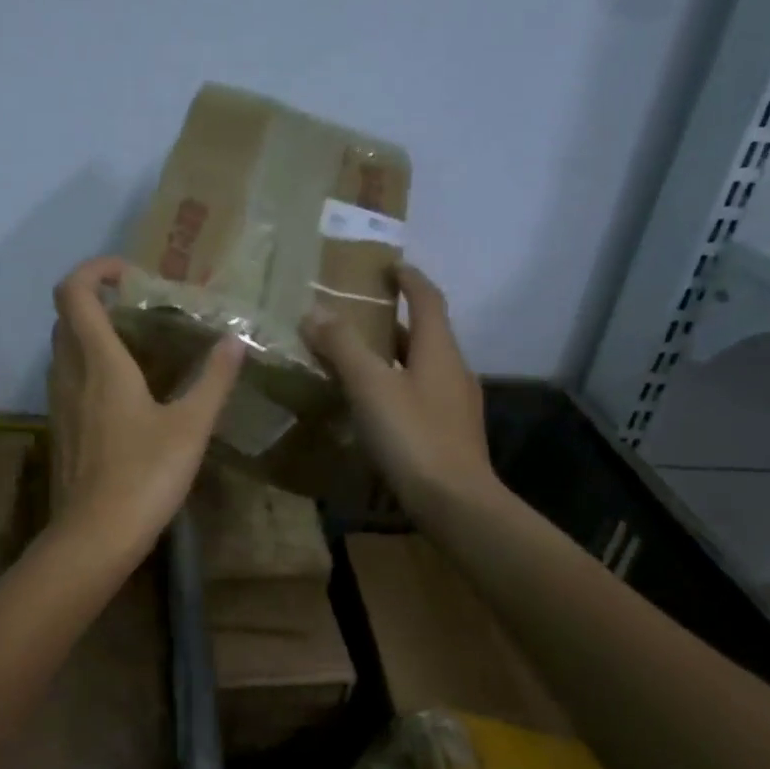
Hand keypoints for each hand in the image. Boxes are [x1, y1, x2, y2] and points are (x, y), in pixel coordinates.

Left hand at [48, 256, 245, 558]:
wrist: (96, 535)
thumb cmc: (145, 476)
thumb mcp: (191, 426)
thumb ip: (213, 380)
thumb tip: (234, 341)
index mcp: (99, 362)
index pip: (74, 292)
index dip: (96, 270)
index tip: (132, 275)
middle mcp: (69, 373)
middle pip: (66, 316)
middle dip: (97, 299)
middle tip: (141, 308)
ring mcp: (59, 402)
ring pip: (64, 348)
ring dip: (92, 333)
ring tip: (139, 346)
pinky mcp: (60, 428)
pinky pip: (68, 378)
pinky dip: (89, 365)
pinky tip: (126, 392)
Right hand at [302, 264, 498, 516]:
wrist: (455, 502)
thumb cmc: (413, 436)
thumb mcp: (370, 387)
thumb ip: (343, 348)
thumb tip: (314, 312)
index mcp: (439, 349)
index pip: (428, 299)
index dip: (409, 279)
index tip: (388, 267)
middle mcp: (453, 370)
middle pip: (425, 334)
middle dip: (394, 321)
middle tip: (358, 317)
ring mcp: (455, 404)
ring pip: (421, 367)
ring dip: (393, 357)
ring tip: (357, 362)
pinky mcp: (449, 433)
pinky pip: (419, 396)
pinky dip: (396, 388)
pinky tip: (374, 408)